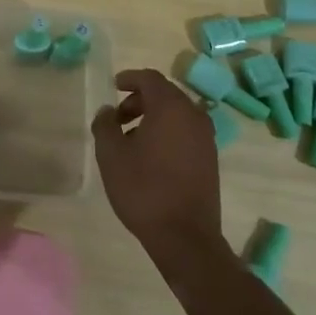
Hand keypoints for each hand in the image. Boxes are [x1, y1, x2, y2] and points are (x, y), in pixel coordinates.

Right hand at [92, 69, 227, 280]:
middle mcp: (194, 116)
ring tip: (130, 138)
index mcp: (171, 108)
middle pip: (165, 94)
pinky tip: (149, 155)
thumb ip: (105, 125)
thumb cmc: (144, 188)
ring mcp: (206, 138)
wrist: (185, 236)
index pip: (150, 78)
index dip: (130, 78)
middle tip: (117, 117)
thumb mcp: (111, 154)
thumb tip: (107, 111)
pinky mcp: (210, 158)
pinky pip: (186, 131)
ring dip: (153, 117)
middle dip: (139, 100)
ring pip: (177, 114)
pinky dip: (167, 131)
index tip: (113, 86)